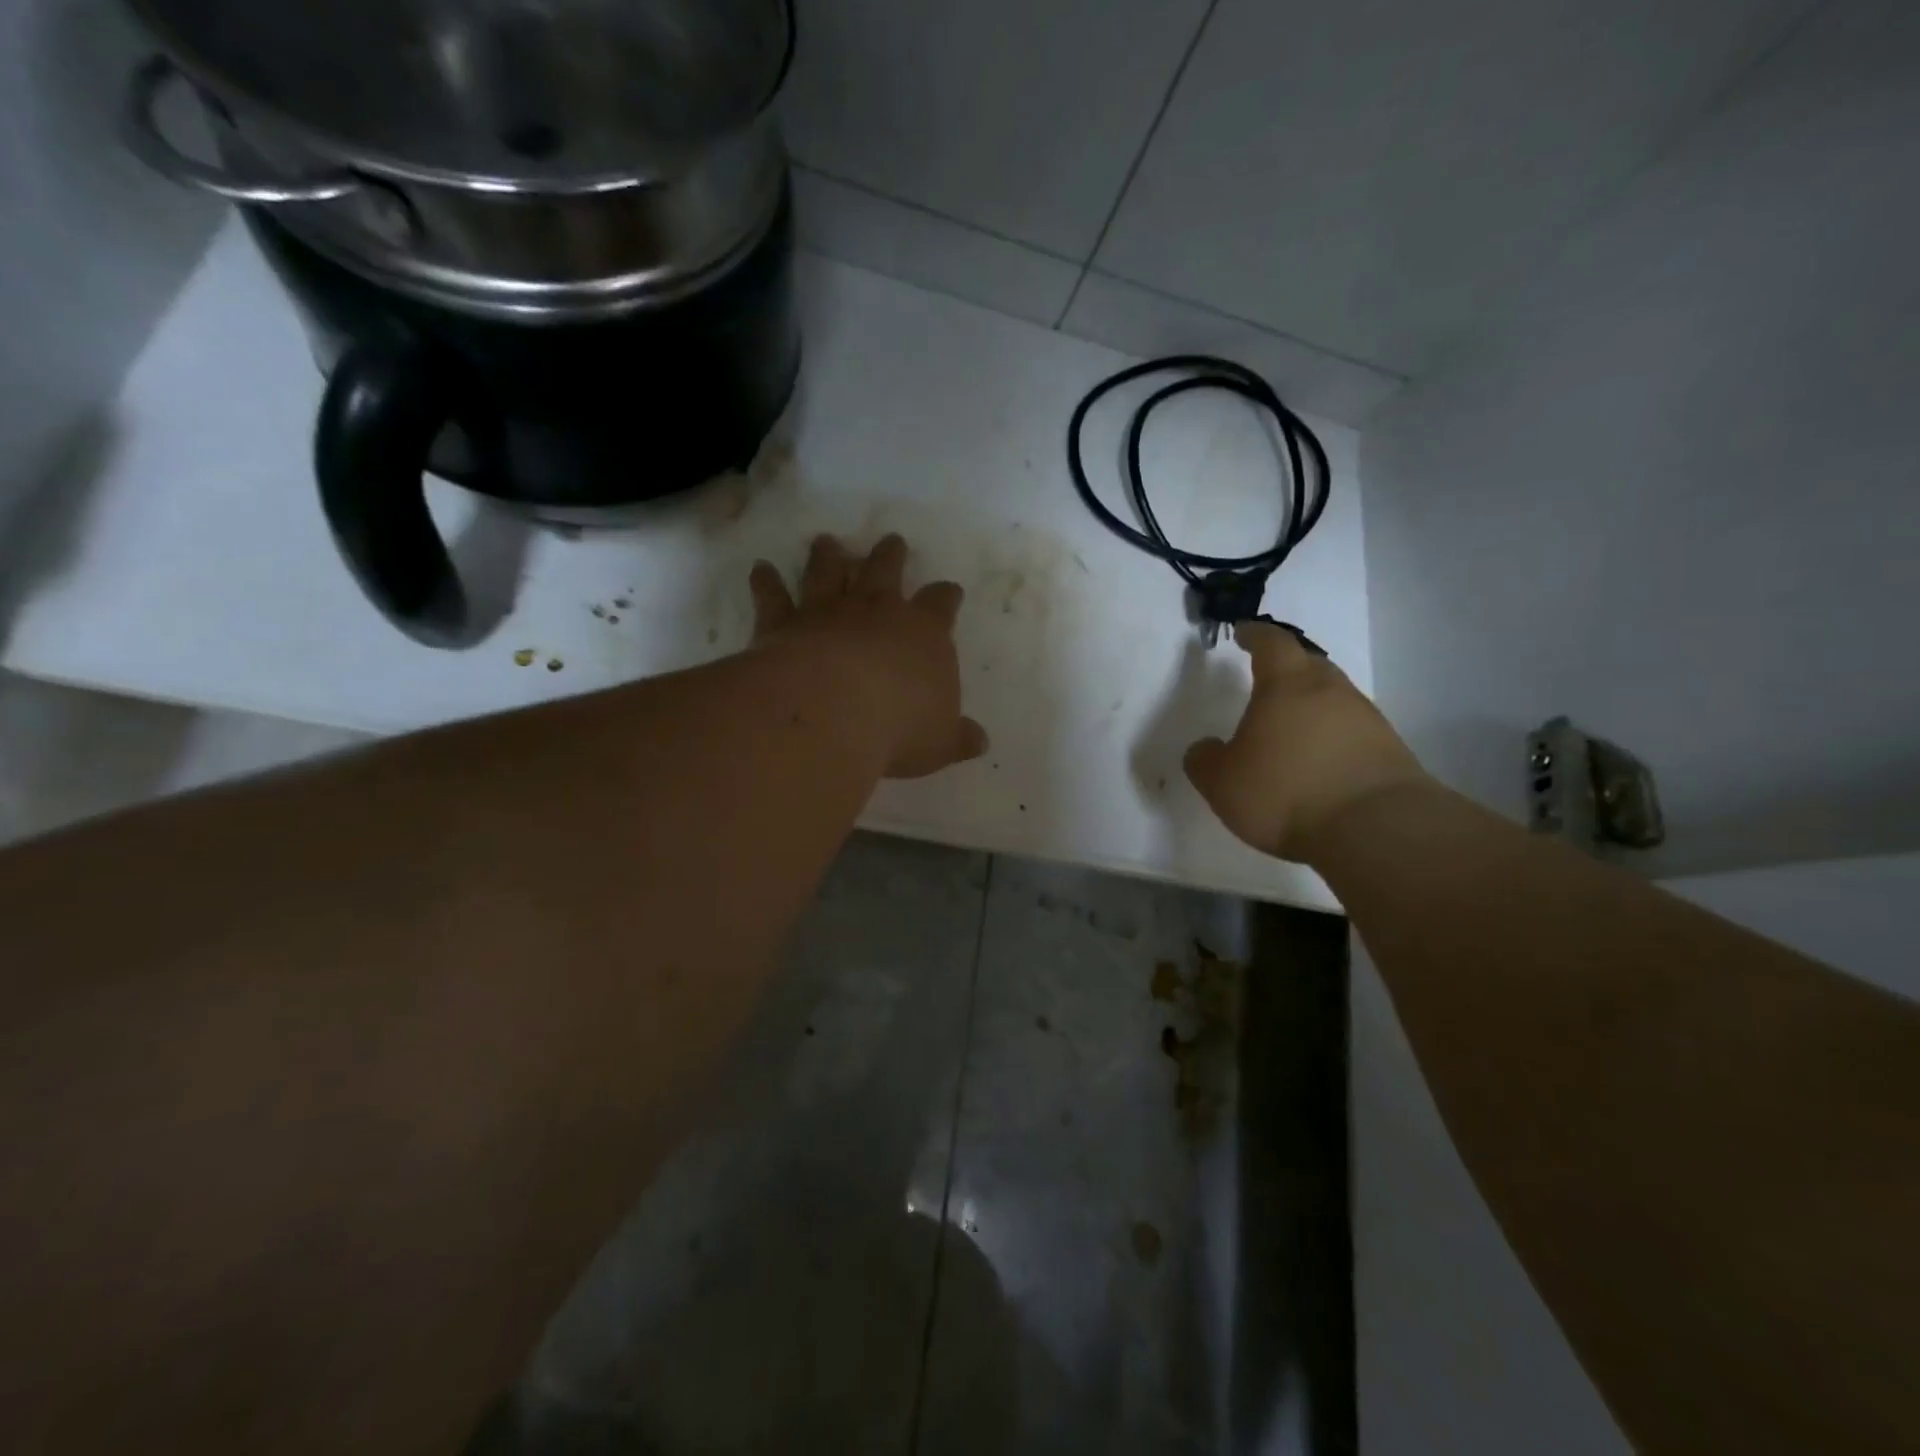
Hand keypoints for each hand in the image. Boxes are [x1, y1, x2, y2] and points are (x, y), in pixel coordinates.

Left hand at [749, 533, 988, 778]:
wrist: (834, 712)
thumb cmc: (900, 727)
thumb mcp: (941, 742)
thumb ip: (958, 737)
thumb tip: (980, 742)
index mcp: (924, 634)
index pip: (940, 605)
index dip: (945, 597)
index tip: (949, 590)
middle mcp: (877, 612)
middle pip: (886, 571)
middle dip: (891, 556)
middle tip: (892, 541)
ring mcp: (828, 613)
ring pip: (829, 572)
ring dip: (828, 556)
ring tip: (825, 541)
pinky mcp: (785, 624)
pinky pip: (774, 597)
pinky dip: (766, 582)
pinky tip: (760, 569)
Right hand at [1184, 621, 1430, 863]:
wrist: (1375, 828)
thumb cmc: (1285, 791)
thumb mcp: (1222, 781)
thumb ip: (1205, 760)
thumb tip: (1205, 748)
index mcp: (1286, 685)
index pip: (1271, 644)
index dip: (1255, 636)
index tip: (1244, 633)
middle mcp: (1330, 691)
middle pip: (1309, 664)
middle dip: (1287, 666)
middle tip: (1267, 678)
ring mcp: (1366, 719)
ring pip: (1333, 697)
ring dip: (1311, 705)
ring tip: (1290, 726)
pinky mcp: (1388, 751)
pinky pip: (1351, 730)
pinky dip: (1331, 736)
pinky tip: (1318, 760)